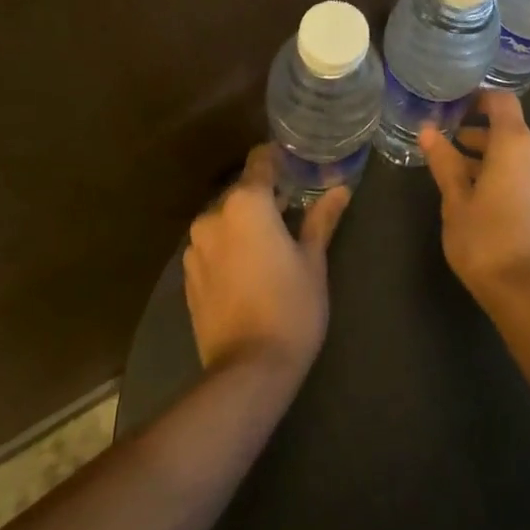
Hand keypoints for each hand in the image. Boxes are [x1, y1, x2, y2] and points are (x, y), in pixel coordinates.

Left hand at [183, 143, 351, 379]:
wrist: (247, 371)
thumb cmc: (291, 307)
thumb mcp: (313, 261)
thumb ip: (321, 219)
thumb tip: (340, 189)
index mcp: (246, 204)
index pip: (260, 162)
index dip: (278, 158)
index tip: (296, 163)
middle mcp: (214, 216)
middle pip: (242, 192)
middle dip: (265, 196)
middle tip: (293, 210)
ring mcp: (196, 247)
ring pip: (225, 220)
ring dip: (245, 223)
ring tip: (272, 242)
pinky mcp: (188, 276)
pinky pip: (213, 246)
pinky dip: (230, 247)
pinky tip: (250, 268)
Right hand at [420, 90, 529, 309]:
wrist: (528, 295)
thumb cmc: (485, 240)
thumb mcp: (455, 199)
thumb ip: (444, 160)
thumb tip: (428, 130)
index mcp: (517, 145)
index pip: (502, 101)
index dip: (479, 99)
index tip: (456, 109)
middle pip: (510, 131)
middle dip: (480, 136)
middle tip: (449, 149)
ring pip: (519, 158)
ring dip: (493, 161)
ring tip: (462, 179)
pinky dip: (509, 179)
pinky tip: (487, 203)